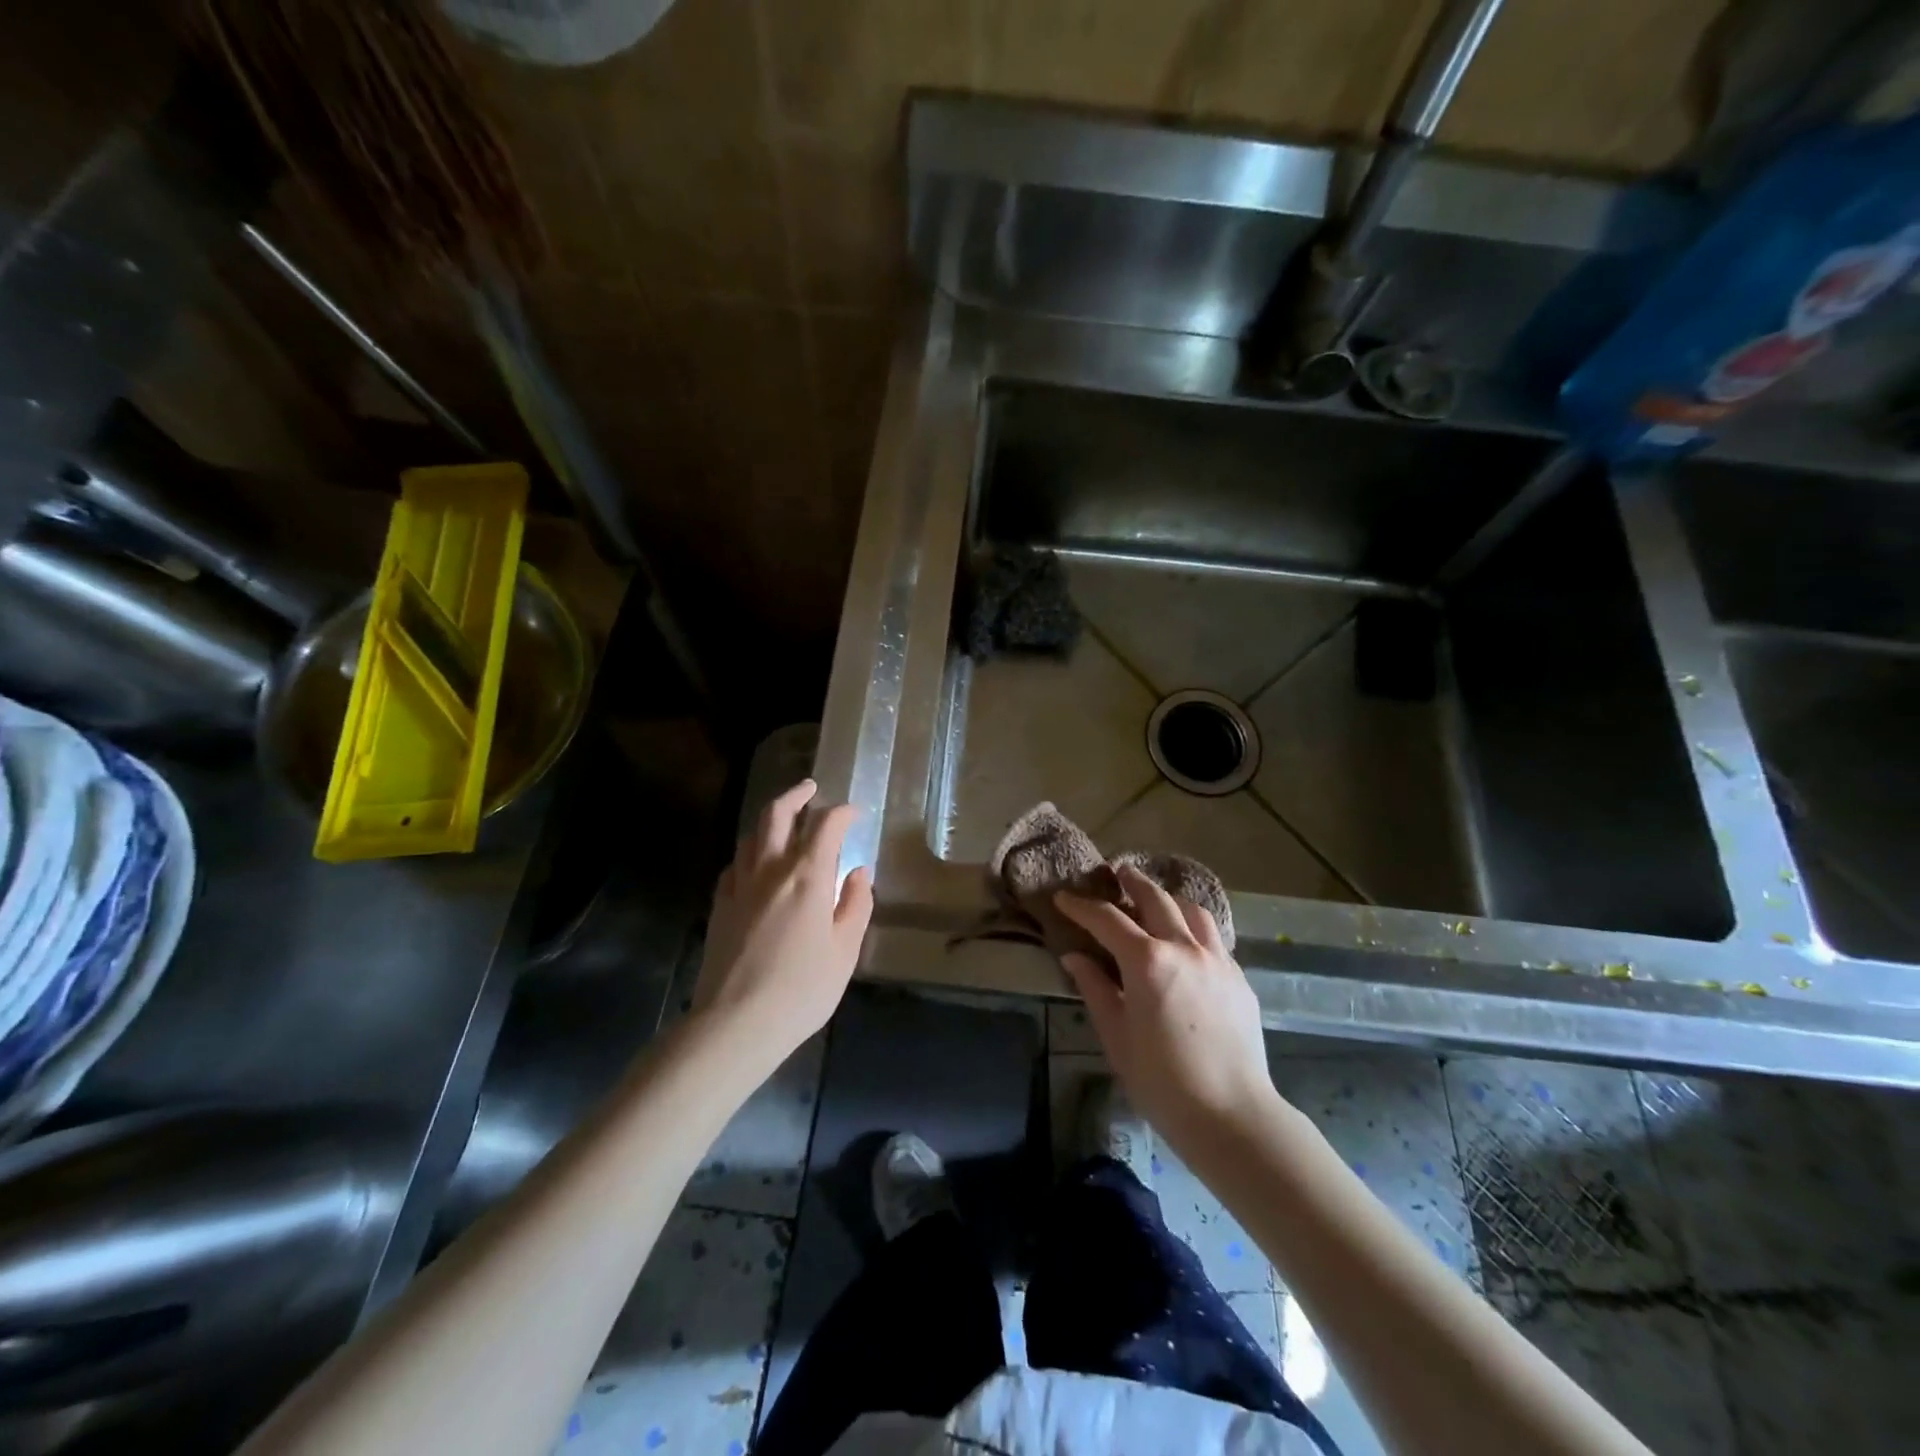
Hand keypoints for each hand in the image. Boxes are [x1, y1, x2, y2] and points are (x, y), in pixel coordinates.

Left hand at [694, 780, 873, 1071]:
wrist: (736, 1023)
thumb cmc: (802, 989)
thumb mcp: (845, 951)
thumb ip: (856, 905)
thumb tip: (857, 872)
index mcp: (807, 876)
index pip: (826, 825)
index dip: (843, 812)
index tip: (855, 812)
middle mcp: (770, 869)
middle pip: (777, 814)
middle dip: (796, 795)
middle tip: (810, 788)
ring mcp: (739, 886)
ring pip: (751, 835)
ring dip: (770, 820)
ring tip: (785, 821)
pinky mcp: (719, 906)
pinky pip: (735, 865)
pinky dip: (750, 854)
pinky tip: (756, 865)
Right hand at [1056, 865, 1278, 1149]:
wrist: (1233, 1115)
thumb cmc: (1162, 1081)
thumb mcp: (1116, 1036)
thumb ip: (1095, 988)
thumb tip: (1075, 957)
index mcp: (1147, 962)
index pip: (1107, 920)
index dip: (1081, 906)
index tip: (1063, 898)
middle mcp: (1184, 948)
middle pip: (1156, 899)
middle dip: (1132, 883)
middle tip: (1117, 873)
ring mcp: (1217, 959)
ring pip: (1192, 910)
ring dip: (1169, 898)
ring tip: (1156, 899)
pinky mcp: (1239, 977)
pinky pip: (1213, 936)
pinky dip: (1194, 925)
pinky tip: (1187, 938)